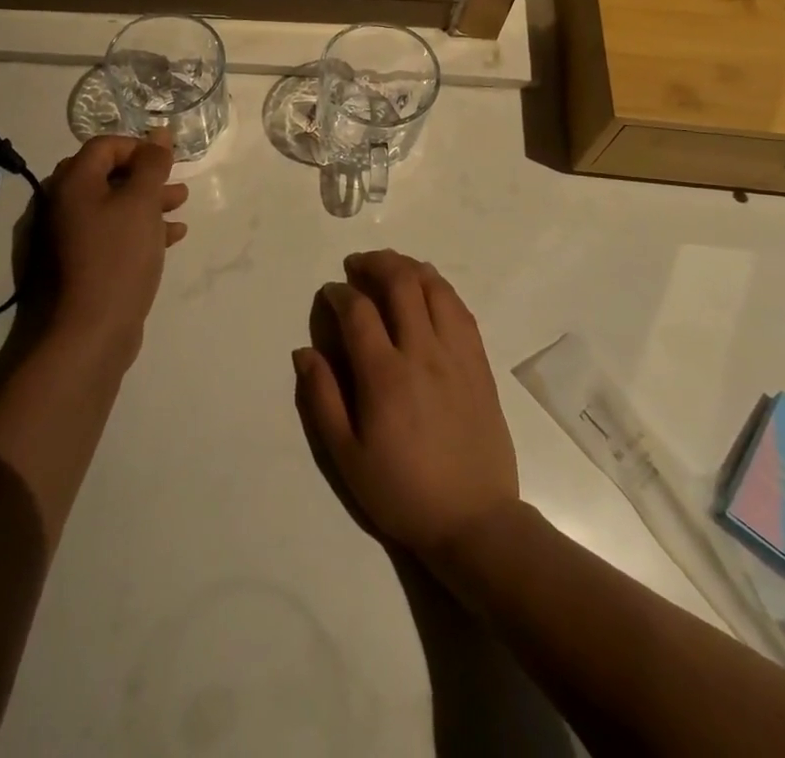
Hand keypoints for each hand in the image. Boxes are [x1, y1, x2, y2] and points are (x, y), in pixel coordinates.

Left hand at [42, 132, 186, 366]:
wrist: (90, 332)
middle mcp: (64, 204)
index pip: (104, 146)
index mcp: (72, 183)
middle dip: (146, 176)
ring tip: (181, 205)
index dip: (138, 146)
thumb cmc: (118, 257)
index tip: (167, 160)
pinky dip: (140, 228)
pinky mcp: (81, 263)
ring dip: (147, 201)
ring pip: (113, 205)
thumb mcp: (141, 203)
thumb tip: (160, 134)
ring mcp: (69, 236)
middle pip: (108, 174)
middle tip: (176, 182)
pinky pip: (112, 233)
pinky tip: (171, 236)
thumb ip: (152, 164)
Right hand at [293, 250, 518, 563]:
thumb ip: (322, 399)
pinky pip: (461, 309)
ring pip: (435, 287)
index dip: (339, 293)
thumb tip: (304, 351)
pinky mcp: (480, 363)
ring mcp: (456, 354)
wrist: (475, 521)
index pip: (358, 311)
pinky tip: (429, 289)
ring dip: (409, 267)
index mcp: (385, 376)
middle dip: (374, 263)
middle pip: (401, 283)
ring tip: (391, 267)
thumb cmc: (402, 492)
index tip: (329, 293)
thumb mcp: (346, 457)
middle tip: (357, 265)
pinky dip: (440, 288)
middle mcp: (422, 353)